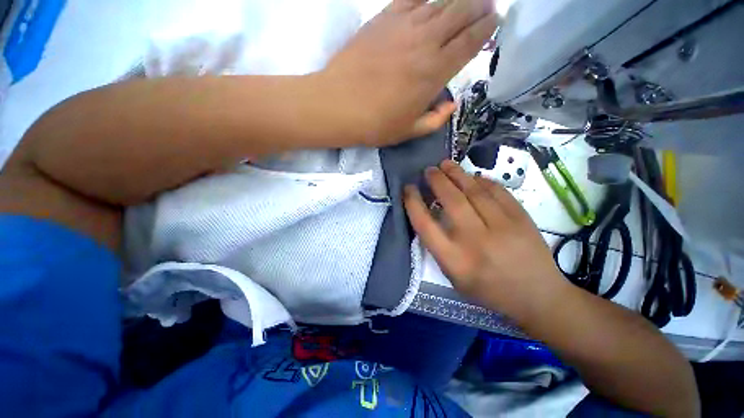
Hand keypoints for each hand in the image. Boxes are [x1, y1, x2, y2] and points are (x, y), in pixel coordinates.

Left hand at [320, 0, 497, 145]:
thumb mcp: (409, 131)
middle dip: (479, 7)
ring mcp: (404, 26)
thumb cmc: (376, 124)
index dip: (486, 29)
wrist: (339, 105)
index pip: (469, 42)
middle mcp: (426, 43)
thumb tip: (450, 105)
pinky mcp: (384, 18)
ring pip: (440, 1)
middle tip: (487, 5)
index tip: (495, 21)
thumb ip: (435, 119)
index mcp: (434, 73)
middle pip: (461, 14)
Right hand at [404, 160, 569, 319]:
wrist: (538, 297)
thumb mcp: (454, 277)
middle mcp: (475, 241)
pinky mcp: (522, 218)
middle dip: (436, 181)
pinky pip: (497, 191)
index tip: (408, 189)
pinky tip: (473, 176)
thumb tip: (432, 213)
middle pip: (451, 201)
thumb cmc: (489, 290)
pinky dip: (482, 181)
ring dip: (457, 174)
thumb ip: (440, 247)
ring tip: (445, 164)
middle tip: (429, 170)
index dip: (413, 203)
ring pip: (474, 191)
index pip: (425, 225)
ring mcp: (502, 227)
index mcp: (454, 260)